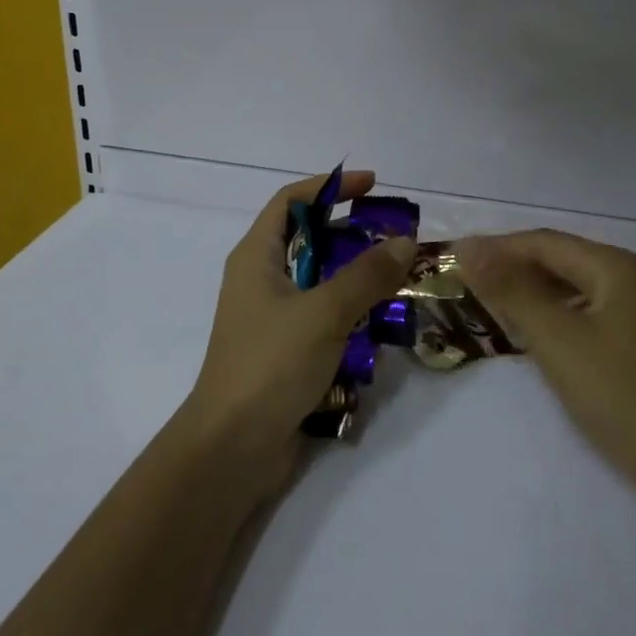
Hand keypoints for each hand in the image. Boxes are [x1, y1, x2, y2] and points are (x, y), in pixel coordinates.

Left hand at [178, 171, 416, 495]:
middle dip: (349, 233)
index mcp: (256, 256)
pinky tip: (377, 326)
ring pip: (317, 281)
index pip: (291, 200)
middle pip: (307, 239)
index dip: (329, 186)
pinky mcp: (282, 351)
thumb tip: (404, 241)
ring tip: (394, 279)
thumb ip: (367, 275)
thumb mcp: (324, 312)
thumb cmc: (270, 364)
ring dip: (353, 277)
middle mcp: (259, 280)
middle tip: (392, 237)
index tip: (371, 185)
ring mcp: (269, 318)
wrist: (231, 450)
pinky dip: (347, 313)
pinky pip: (320, 317)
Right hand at [455, 231, 635, 487]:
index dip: (497, 247)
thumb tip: (468, 246)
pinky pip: (582, 312)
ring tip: (489, 302)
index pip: (543, 243)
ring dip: (529, 292)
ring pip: (569, 287)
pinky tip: (528, 331)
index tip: (456, 257)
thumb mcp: (554, 336)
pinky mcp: (634, 343)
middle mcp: (627, 278)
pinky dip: (550, 315)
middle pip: (558, 260)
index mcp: (613, 265)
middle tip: (467, 280)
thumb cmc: (616, 390)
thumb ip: (509, 288)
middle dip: (512, 267)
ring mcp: (635, 311)